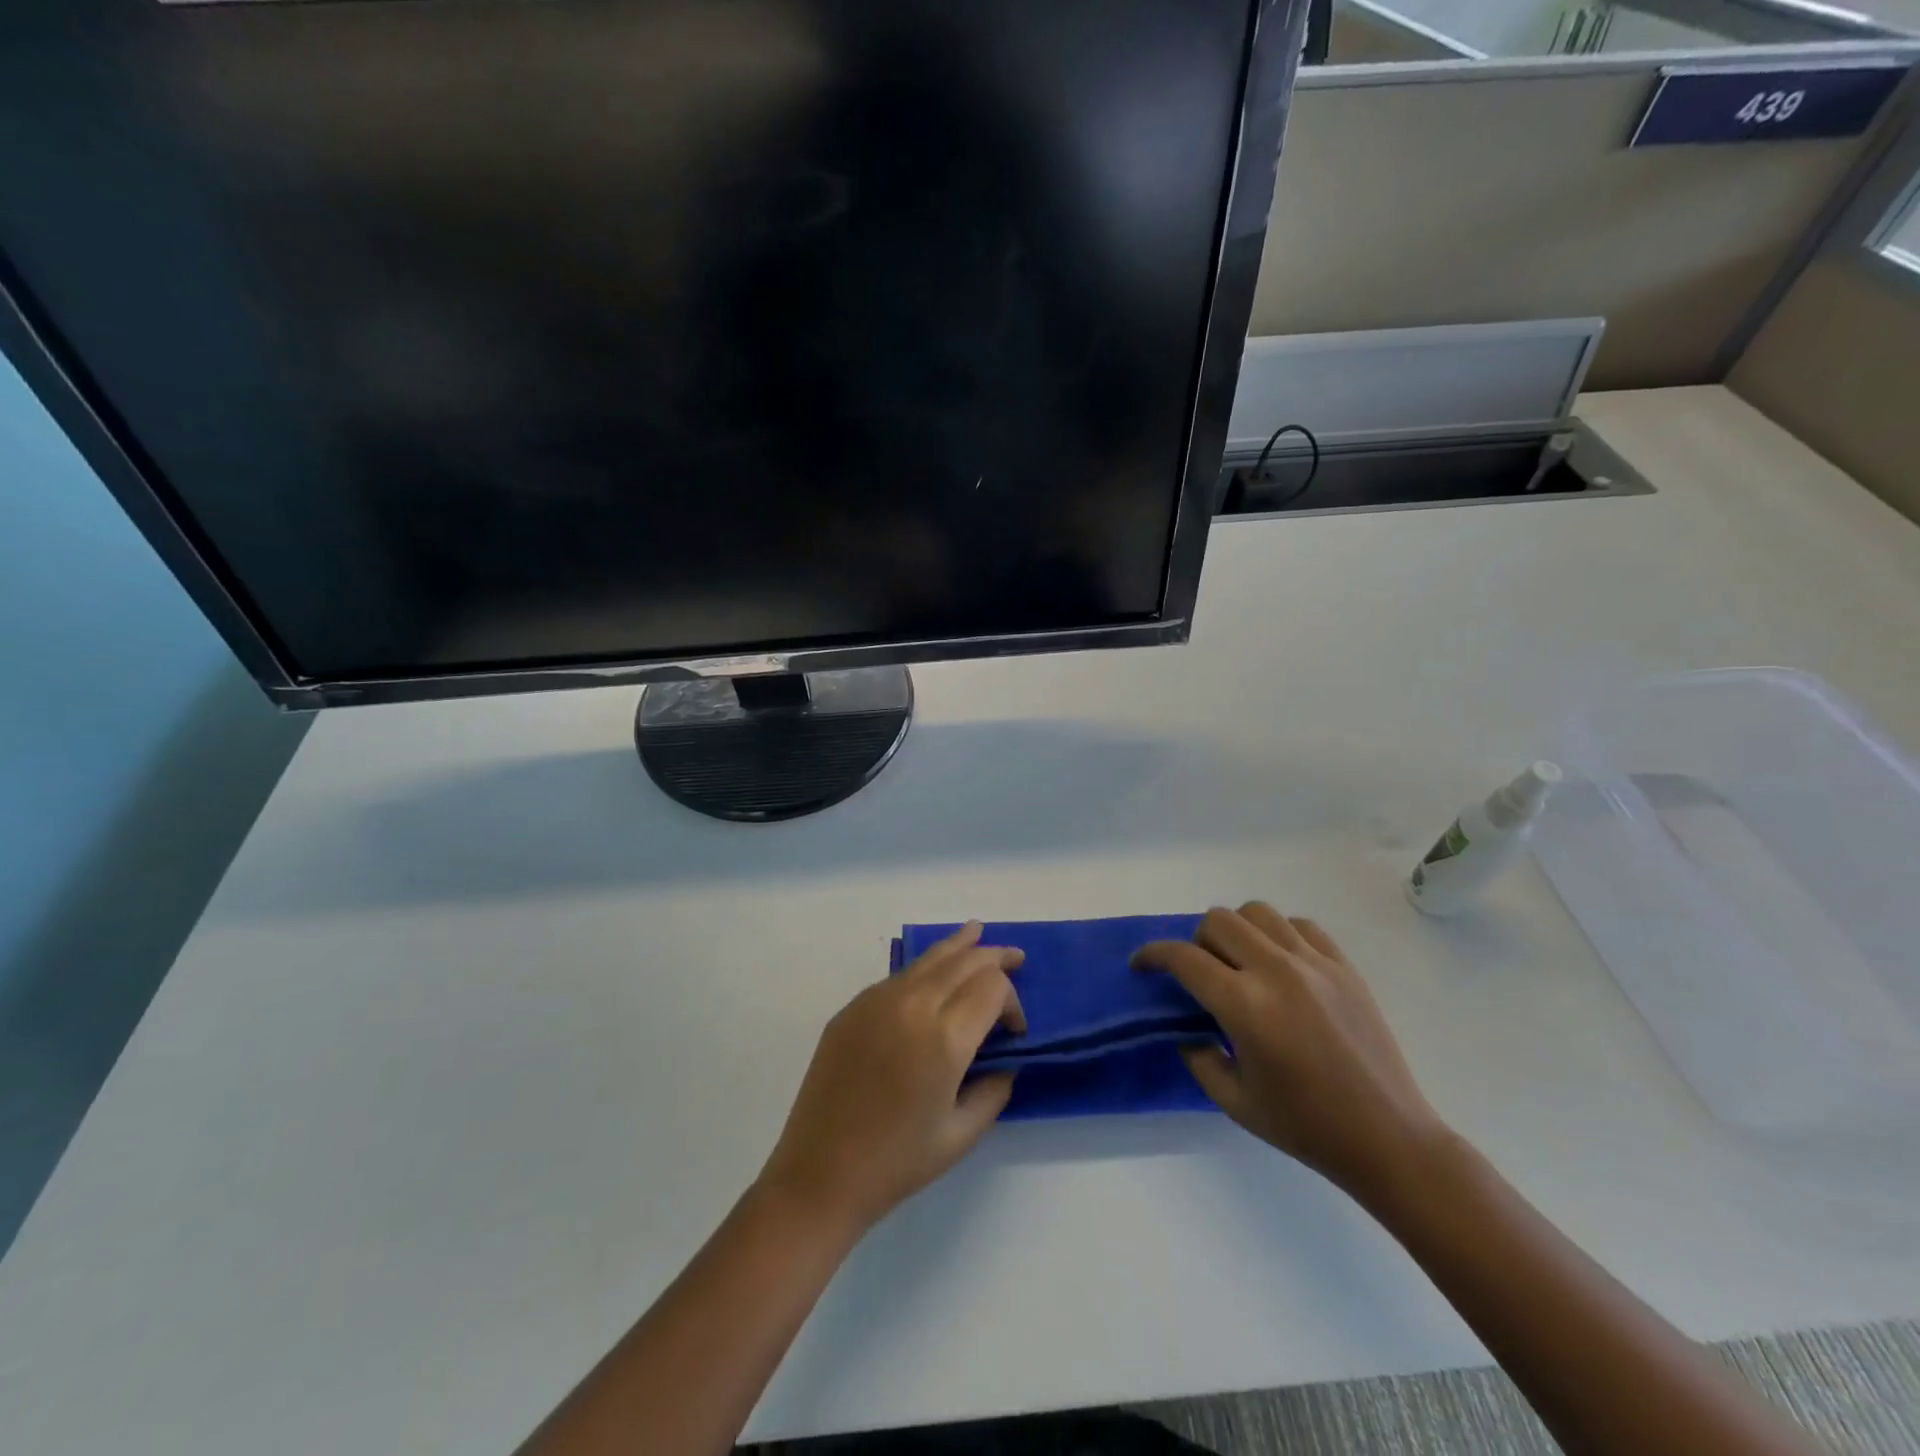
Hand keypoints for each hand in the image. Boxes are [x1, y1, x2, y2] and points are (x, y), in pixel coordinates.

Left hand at [757, 923, 1024, 1233]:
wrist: (819, 1174)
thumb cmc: (896, 1162)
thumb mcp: (961, 1134)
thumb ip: (994, 1090)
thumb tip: (1005, 1060)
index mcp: (944, 1038)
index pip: (992, 987)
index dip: (1013, 1002)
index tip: (1014, 1031)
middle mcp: (912, 1005)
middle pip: (963, 960)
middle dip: (994, 957)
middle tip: (1016, 957)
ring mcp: (877, 1001)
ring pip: (928, 958)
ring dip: (959, 947)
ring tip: (977, 932)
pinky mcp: (852, 1007)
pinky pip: (899, 976)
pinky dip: (925, 968)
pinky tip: (933, 973)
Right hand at [1134, 904, 1450, 1204]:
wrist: (1388, 1138)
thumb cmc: (1305, 1126)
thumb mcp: (1233, 1100)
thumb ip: (1197, 1056)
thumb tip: (1185, 1026)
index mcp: (1246, 1006)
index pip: (1184, 958)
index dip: (1153, 955)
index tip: (1141, 965)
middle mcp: (1277, 971)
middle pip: (1218, 921)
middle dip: (1195, 941)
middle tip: (1197, 972)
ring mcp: (1315, 964)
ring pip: (1258, 912)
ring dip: (1236, 930)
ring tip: (1239, 962)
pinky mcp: (1344, 966)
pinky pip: (1300, 925)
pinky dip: (1279, 934)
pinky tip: (1280, 964)